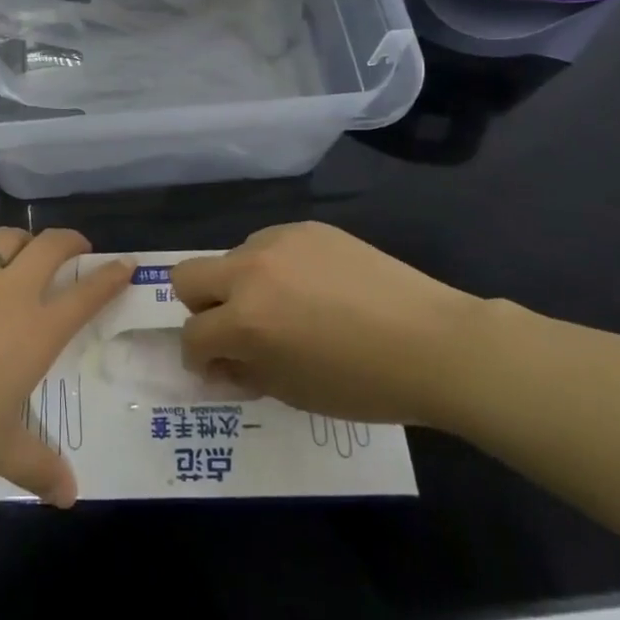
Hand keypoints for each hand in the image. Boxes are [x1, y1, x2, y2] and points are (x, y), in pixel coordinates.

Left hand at [0, 228, 128, 506]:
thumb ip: (37, 467)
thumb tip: (69, 497)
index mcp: (36, 330)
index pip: (86, 295)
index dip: (109, 277)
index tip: (124, 264)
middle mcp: (10, 291)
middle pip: (50, 247)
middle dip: (70, 241)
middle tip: (76, 247)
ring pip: (6, 239)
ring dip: (21, 241)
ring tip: (22, 250)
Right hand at [173, 222, 480, 424]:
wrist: (433, 343)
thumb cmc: (364, 384)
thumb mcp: (293, 392)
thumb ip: (245, 372)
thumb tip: (221, 362)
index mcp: (246, 320)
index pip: (193, 334)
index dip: (199, 357)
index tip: (218, 367)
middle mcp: (250, 271)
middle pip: (186, 276)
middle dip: (201, 308)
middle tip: (236, 329)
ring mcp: (278, 242)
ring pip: (232, 258)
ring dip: (242, 285)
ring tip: (288, 307)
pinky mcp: (306, 228)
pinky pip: (270, 245)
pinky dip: (276, 267)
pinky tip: (315, 288)